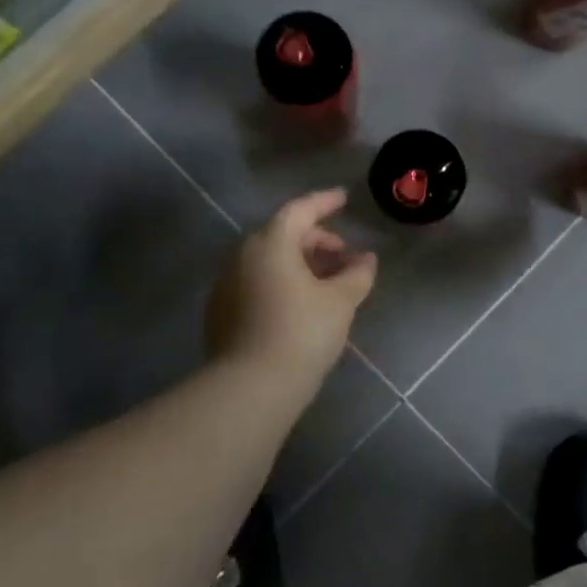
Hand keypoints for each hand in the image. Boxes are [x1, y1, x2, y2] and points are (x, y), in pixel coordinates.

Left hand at [207, 188, 377, 383]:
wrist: (249, 388)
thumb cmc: (301, 333)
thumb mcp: (340, 302)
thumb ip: (357, 274)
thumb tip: (366, 258)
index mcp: (270, 243)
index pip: (300, 210)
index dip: (325, 202)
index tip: (344, 198)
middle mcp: (242, 255)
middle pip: (282, 234)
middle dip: (316, 239)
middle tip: (343, 254)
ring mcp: (226, 284)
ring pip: (268, 260)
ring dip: (299, 262)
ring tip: (327, 282)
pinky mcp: (221, 311)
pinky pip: (256, 281)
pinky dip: (281, 281)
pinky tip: (300, 304)